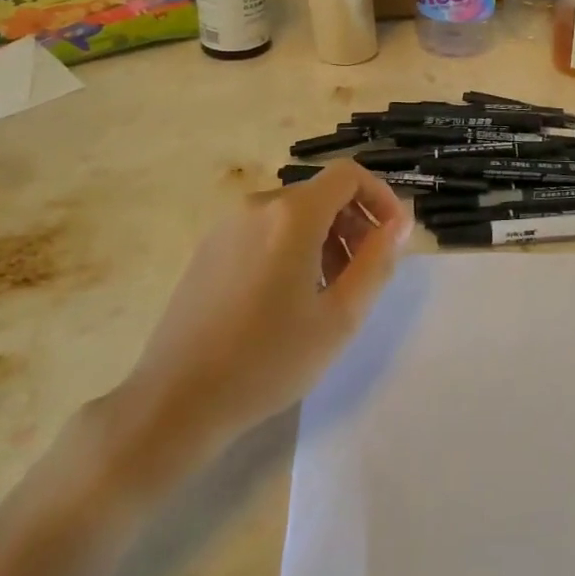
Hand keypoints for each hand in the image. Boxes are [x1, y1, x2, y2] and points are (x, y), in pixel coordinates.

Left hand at [93, 160, 412, 493]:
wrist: (175, 401)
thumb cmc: (268, 360)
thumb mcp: (340, 317)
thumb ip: (377, 261)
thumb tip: (398, 222)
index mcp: (292, 215)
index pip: (348, 174)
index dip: (380, 196)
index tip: (392, 237)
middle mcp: (258, 206)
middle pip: (321, 194)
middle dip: (354, 224)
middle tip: (363, 275)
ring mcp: (227, 226)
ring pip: (293, 215)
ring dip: (325, 239)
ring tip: (329, 292)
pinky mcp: (208, 249)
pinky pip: (265, 231)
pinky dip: (292, 248)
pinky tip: (288, 299)